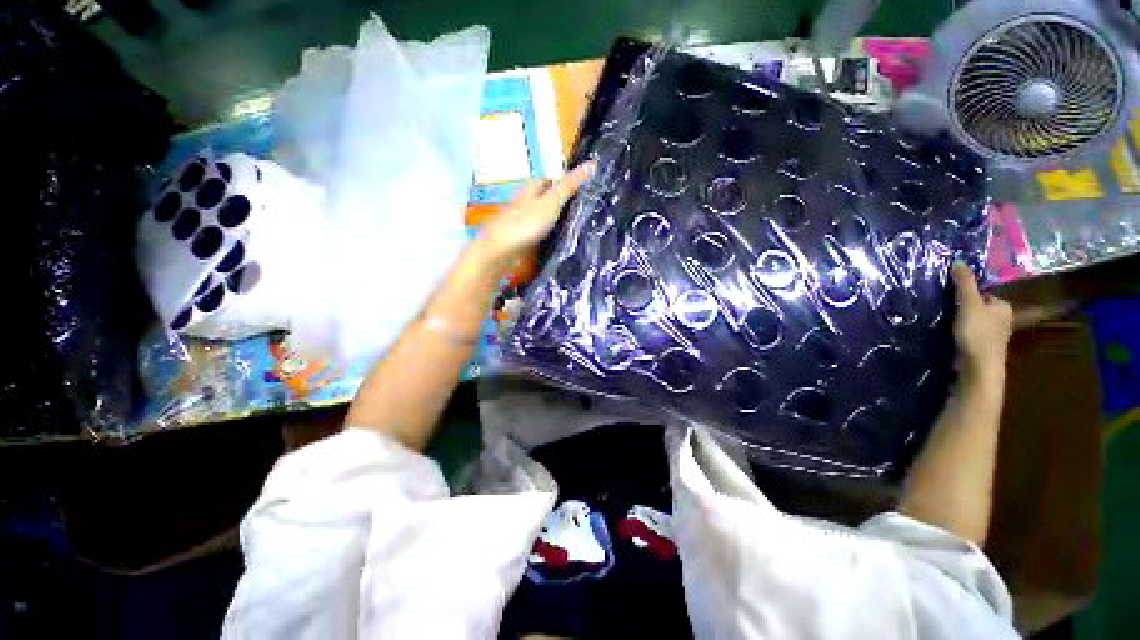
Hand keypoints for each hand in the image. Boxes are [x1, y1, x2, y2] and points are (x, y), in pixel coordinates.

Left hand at [474, 161, 595, 267]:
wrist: (501, 251)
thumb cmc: (526, 223)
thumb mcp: (552, 202)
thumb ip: (570, 186)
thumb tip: (592, 163)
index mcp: (530, 189)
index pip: (548, 180)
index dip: (563, 182)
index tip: (581, 191)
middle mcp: (524, 203)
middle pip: (544, 199)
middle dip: (560, 202)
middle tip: (581, 211)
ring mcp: (520, 222)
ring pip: (541, 217)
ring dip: (554, 220)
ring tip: (574, 227)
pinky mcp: (520, 239)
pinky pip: (538, 233)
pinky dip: (547, 235)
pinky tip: (557, 242)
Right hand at [951, 262, 1012, 381]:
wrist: (978, 367)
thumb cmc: (977, 333)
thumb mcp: (969, 304)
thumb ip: (964, 283)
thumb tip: (959, 260)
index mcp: (1004, 307)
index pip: (983, 294)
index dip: (967, 294)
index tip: (951, 298)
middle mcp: (1003, 320)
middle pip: (979, 308)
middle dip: (964, 308)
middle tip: (945, 310)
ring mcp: (993, 336)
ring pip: (974, 322)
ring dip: (961, 322)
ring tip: (944, 323)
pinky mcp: (981, 348)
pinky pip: (969, 334)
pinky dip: (960, 334)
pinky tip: (949, 336)